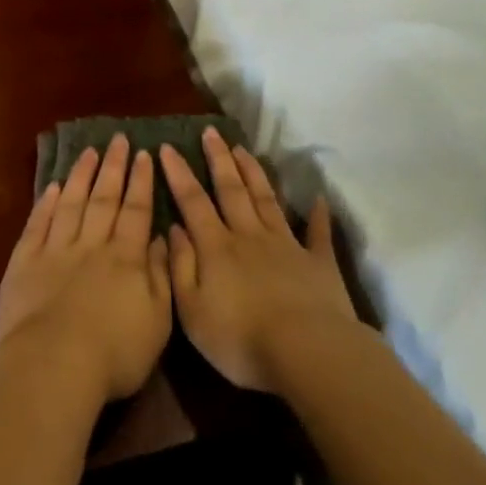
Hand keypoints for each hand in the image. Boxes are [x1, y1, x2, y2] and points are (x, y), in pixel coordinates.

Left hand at [0, 134, 172, 403]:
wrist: (53, 365)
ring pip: (71, 203)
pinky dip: (45, 203)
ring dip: (81, 176)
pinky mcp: (24, 262)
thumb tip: (163, 240)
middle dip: (113, 167)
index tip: (144, 154)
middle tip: (119, 139)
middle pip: (104, 198)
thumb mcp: (157, 321)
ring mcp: (55, 250)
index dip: (141, 182)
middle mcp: (91, 244)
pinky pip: (38, 224)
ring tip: (89, 152)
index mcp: (125, 257)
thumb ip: (162, 276)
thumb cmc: (114, 352)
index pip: (136, 210)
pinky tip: (52, 187)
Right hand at [161, 126, 358, 391]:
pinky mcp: (318, 263)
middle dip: (219, 159)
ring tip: (243, 149)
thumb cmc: (241, 340)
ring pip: (266, 199)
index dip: (179, 174)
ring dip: (254, 173)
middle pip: (231, 189)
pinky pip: (317, 233)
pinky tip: (317, 199)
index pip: (193, 201)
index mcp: (217, 247)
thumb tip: (173, 228)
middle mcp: (249, 235)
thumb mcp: (192, 311)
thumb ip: (180, 267)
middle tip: (210, 132)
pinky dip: (317, 215)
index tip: (167, 147)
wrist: (307, 352)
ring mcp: (286, 245)